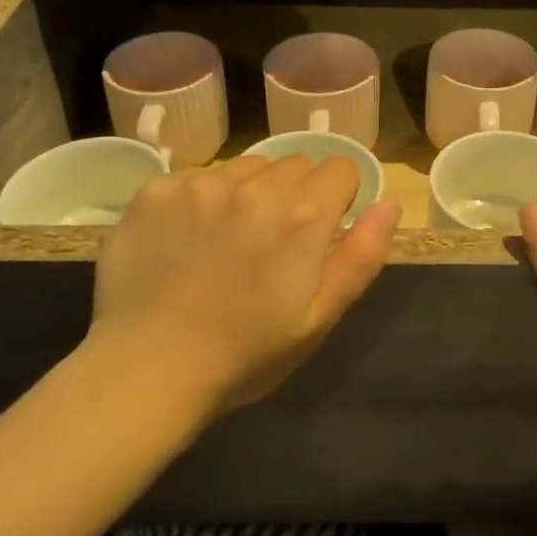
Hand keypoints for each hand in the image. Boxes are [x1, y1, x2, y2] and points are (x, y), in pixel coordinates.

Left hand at [86, 156, 398, 422]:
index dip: (338, 199)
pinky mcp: (158, 189)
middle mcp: (255, 186)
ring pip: (246, 166)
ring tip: (227, 239)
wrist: (146, 370)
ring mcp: (202, 183)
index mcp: (303, 215)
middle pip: (295, 164)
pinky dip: (202, 198)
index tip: (320, 233)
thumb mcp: (318, 319)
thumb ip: (361, 257)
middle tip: (271, 244)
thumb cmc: (244, 355)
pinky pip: (198, 176)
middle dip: (295, 195)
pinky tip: (186, 239)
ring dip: (248, 192)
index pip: (340, 169)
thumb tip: (390, 204)